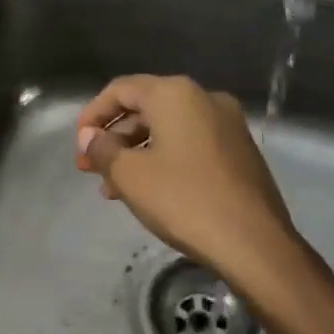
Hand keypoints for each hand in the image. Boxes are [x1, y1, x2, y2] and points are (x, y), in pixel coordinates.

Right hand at [76, 75, 303, 292]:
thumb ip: (102, 149)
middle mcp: (204, 98)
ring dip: (136, 152)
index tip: (78, 145)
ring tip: (113, 189)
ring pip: (168, 129)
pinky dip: (164, 159)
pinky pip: (190, 143)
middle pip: (145, 107)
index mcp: (175, 93)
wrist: (254, 243)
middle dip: (114, 137)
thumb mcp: (130, 175)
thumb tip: (89, 137)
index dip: (93, 115)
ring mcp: (227, 124)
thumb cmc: (184, 200)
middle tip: (90, 170)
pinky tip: (149, 191)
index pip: (121, 89)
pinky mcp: (239, 150)